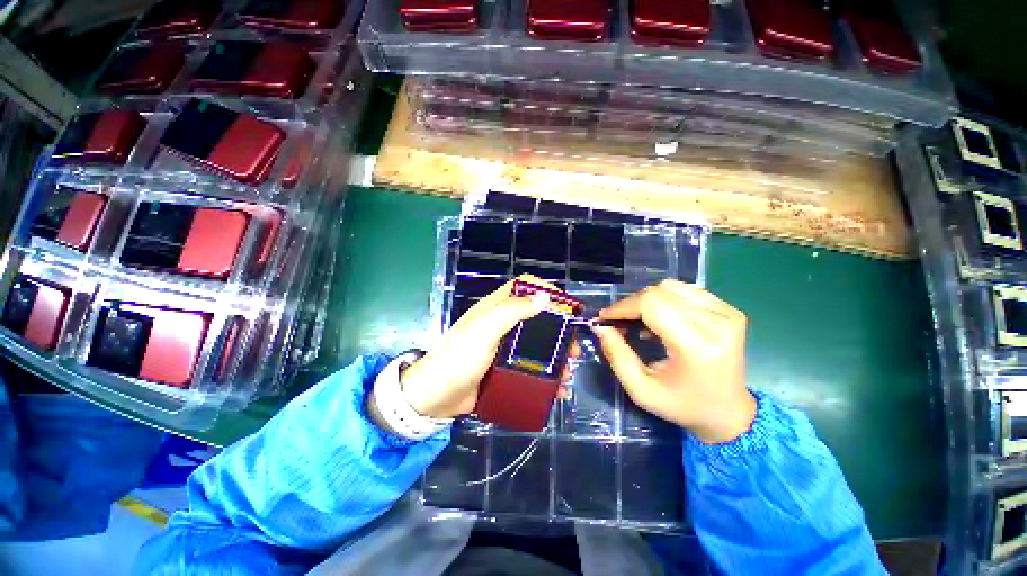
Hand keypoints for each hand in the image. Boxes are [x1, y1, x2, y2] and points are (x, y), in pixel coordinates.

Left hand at [400, 275, 560, 418]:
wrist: (435, 398)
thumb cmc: (458, 359)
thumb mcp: (483, 331)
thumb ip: (511, 311)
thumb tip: (544, 296)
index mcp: (495, 309)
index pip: (523, 287)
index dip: (544, 289)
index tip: (565, 306)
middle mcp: (502, 324)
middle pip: (537, 317)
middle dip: (559, 330)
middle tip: (573, 349)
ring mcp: (505, 347)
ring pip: (538, 344)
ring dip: (556, 356)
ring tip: (568, 373)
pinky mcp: (505, 368)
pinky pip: (531, 366)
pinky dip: (546, 375)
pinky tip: (557, 389)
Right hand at [591, 279, 755, 444]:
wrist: (729, 412)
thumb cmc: (683, 405)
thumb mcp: (641, 390)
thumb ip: (616, 356)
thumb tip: (600, 327)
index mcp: (697, 346)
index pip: (652, 304)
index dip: (623, 306)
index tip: (604, 318)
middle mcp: (717, 323)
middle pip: (660, 291)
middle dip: (631, 303)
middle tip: (619, 322)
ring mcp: (727, 313)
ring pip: (671, 286)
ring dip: (647, 300)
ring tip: (639, 321)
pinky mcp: (729, 310)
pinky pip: (686, 290)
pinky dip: (665, 299)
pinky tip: (660, 318)